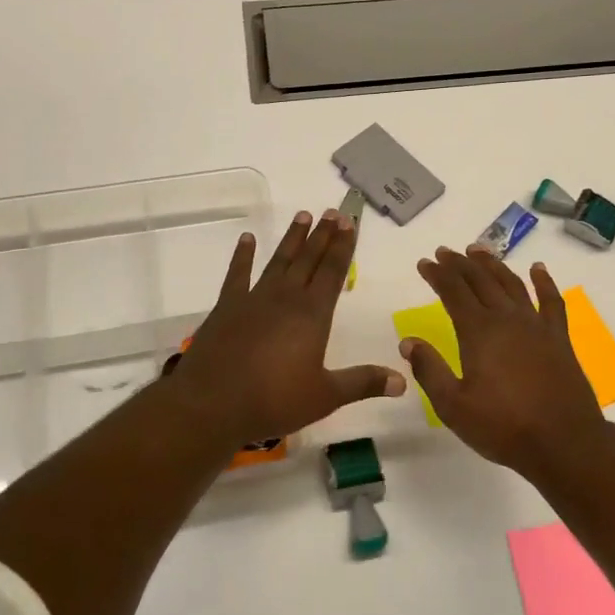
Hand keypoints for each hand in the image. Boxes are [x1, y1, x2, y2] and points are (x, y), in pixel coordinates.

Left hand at [167, 209, 404, 447]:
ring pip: (279, 260)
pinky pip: (237, 274)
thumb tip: (402, 380)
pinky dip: (243, 255)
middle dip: (323, 235)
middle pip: (308, 259)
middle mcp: (286, 298)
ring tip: (303, 215)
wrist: (212, 402)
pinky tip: (247, 239)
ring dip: (292, 239)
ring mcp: (254, 298)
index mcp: (312, 315)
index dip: (343, 247)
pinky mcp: (227, 306)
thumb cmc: (274, 400)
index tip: (350, 223)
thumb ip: (363, 383)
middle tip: (333, 211)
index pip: (333, 272)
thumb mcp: (325, 396)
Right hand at [400, 248, 604, 474]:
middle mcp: (506, 319)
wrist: (564, 443)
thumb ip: (429, 370)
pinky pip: (551, 301)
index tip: (425, 262)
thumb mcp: (453, 406)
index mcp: (478, 332)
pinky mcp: (559, 338)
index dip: (437, 274)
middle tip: (445, 252)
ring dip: (493, 264)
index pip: (453, 292)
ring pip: (511, 283)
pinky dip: (544, 282)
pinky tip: (537, 269)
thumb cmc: (504, 427)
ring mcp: (536, 326)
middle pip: (480, 281)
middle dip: (459, 264)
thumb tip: (408, 341)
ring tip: (478, 250)